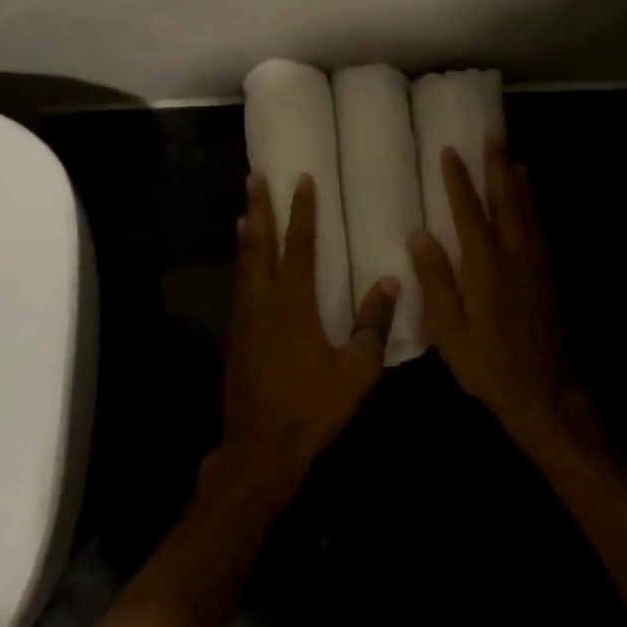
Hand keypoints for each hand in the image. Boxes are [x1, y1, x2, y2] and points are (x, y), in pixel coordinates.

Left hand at [221, 173, 398, 490]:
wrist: (259, 450)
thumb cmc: (311, 408)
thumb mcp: (355, 372)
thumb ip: (372, 325)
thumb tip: (391, 284)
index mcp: (293, 305)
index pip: (298, 246)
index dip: (302, 212)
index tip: (303, 180)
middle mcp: (263, 303)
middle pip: (259, 245)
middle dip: (258, 209)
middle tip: (253, 177)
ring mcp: (244, 320)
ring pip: (244, 265)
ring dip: (246, 234)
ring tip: (245, 210)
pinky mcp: (235, 338)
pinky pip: (240, 287)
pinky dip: (243, 264)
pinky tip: (246, 265)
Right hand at [408, 142, 586, 446]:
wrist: (548, 394)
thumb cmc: (490, 364)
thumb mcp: (450, 330)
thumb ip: (436, 281)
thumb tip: (420, 235)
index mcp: (486, 265)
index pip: (469, 211)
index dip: (458, 180)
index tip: (450, 151)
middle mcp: (515, 255)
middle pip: (507, 201)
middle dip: (497, 166)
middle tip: (494, 135)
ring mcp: (537, 266)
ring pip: (528, 213)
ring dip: (519, 184)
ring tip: (514, 160)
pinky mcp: (550, 279)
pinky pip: (540, 231)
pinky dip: (533, 210)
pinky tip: (531, 208)